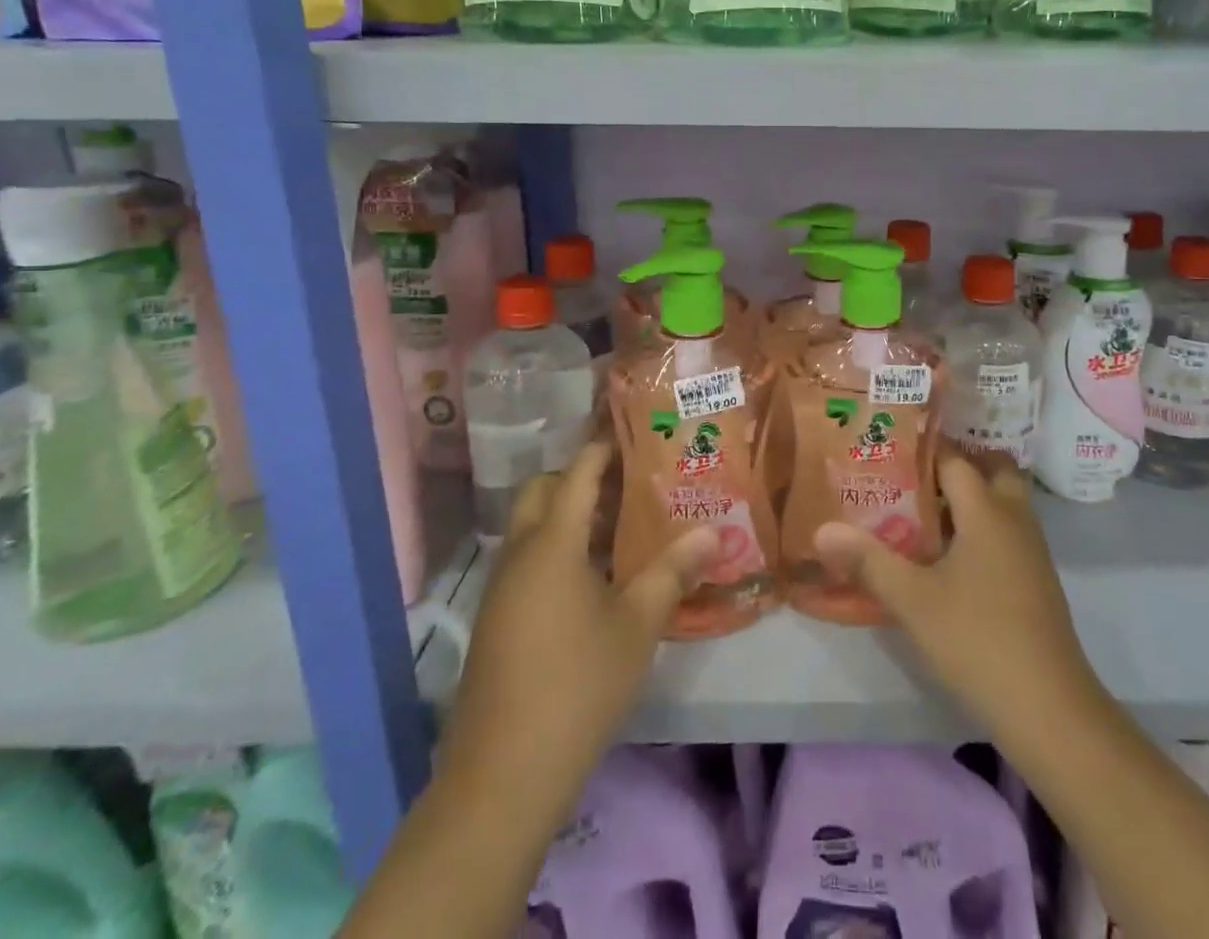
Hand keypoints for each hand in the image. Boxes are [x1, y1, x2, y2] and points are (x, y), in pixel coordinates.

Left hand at [437, 442, 716, 807]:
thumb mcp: (637, 625)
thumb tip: (713, 530)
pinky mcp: (495, 620)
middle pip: (541, 492)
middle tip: (627, 484)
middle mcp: (519, 554)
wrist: (502, 775)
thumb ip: (673, 571)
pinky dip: (555, 550)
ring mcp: (501, 589)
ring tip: (617, 527)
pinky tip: (591, 580)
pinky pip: (525, 561)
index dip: (602, 449)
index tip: (632, 432)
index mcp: (552, 544)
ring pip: (530, 528)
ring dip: (567, 517)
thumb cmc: (577, 685)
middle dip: (578, 478)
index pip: (576, 474)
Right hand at [814, 454, 1105, 739]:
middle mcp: (1014, 519)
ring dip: (972, 499)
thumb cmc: (978, 640)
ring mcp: (1032, 551)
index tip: (889, 447)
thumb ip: (868, 561)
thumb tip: (822, 530)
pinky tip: (951, 557)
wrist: (1050, 708)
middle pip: (992, 470)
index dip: (924, 449)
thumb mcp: (913, 601)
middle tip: (915, 477)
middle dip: (958, 466)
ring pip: (1003, 503)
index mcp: (987, 511)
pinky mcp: (1037, 580)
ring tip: (924, 512)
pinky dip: (983, 528)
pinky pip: (1008, 532)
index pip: (955, 459)